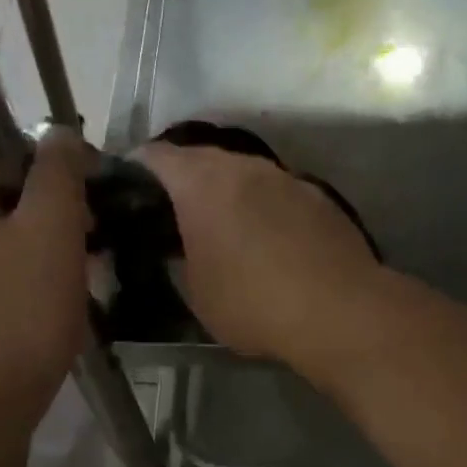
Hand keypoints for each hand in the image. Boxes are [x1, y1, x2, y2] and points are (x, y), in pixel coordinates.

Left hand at [0, 130, 90, 415]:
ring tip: (87, 251)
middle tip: (90, 219)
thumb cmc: (20, 307)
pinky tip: (67, 280)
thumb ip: (57, 170)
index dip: (40, 152)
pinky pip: (2, 262)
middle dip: (50, 199)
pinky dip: (34, 263)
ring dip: (48, 233)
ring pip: (4, 228)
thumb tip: (60, 134)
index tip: (81, 177)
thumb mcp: (50, 227)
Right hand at [138, 143, 385, 377]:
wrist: (340, 311)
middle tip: (170, 211)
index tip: (127, 189)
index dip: (136, 168)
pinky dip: (261, 206)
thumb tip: (179, 248)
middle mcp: (244, 167)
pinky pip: (276, 192)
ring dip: (226, 191)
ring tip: (219, 225)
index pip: (157, 156)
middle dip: (182, 179)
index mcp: (203, 183)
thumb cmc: (253, 303)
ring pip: (243, 173)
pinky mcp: (318, 196)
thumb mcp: (196, 292)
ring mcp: (286, 177)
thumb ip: (179, 259)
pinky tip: (265, 238)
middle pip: (202, 158)